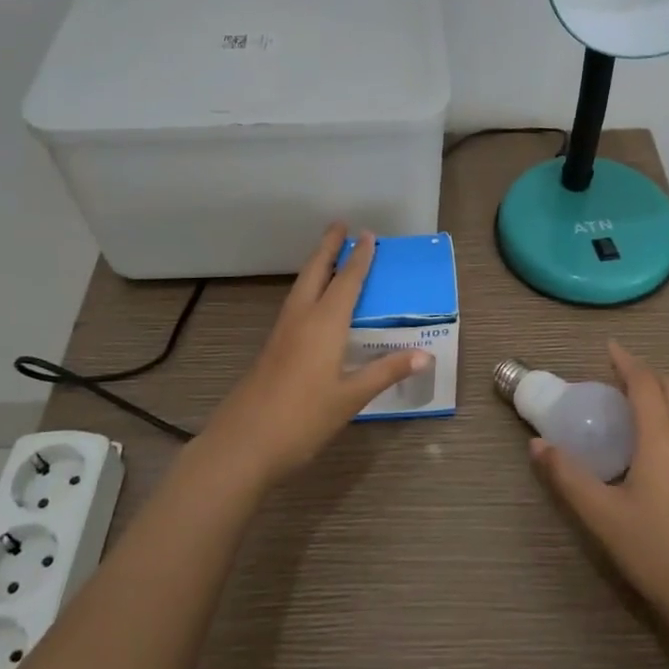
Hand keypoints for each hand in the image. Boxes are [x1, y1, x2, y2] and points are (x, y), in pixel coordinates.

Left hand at [200, 224, 428, 488]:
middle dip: (328, 247)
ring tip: (328, 254)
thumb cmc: (302, 419)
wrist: (243, 444)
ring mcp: (282, 333)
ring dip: (316, 266)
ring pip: (301, 287)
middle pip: (316, 272)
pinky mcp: (272, 348)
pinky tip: (312, 303)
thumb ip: (385, 372)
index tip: (368, 235)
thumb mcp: (350, 398)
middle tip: (339, 224)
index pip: (347, 282)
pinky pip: (294, 305)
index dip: (360, 258)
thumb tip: (425, 354)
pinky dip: (308, 289)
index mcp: (324, 324)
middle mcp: (301, 319)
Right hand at [531, 342, 668, 632]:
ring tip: (626, 402)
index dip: (626, 362)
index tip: (607, 347)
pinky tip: (645, 441)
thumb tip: (537, 444)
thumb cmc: (653, 548)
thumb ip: (566, 475)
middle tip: (613, 374)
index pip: (646, 384)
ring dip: (657, 393)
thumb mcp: (600, 513)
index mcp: (662, 439)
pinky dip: (665, 415)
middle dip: (644, 373)